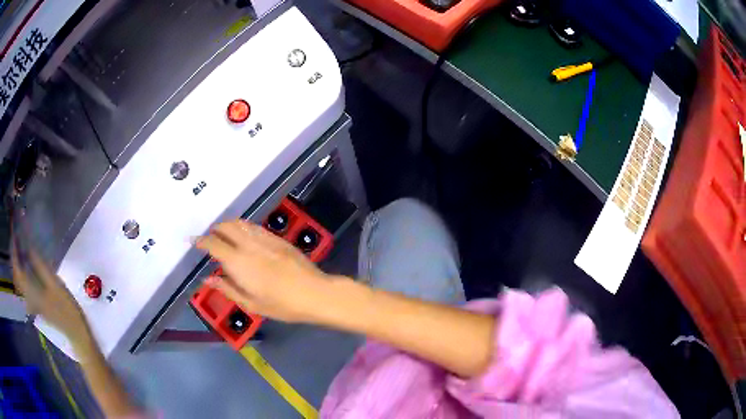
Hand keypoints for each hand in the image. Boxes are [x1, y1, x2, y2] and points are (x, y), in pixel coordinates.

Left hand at [11, 239, 90, 343]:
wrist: (76, 333)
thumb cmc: (67, 309)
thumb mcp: (55, 285)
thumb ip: (40, 267)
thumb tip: (29, 248)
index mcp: (32, 292)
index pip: (18, 270)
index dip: (14, 253)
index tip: (14, 237)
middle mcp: (29, 298)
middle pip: (17, 277)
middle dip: (15, 259)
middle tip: (17, 242)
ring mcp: (33, 303)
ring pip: (21, 282)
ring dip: (19, 267)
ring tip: (21, 252)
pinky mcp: (37, 305)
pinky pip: (26, 288)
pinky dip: (24, 275)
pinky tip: (28, 269)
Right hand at [196, 219, 333, 323]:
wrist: (315, 293)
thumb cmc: (281, 304)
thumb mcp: (251, 304)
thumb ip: (227, 288)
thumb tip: (207, 279)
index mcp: (238, 262)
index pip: (214, 244)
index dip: (201, 241)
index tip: (194, 242)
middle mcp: (249, 244)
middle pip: (226, 226)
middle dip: (214, 229)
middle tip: (209, 238)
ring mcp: (265, 238)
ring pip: (241, 223)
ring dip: (228, 225)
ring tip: (224, 235)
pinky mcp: (278, 238)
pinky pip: (255, 227)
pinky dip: (244, 228)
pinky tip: (245, 237)